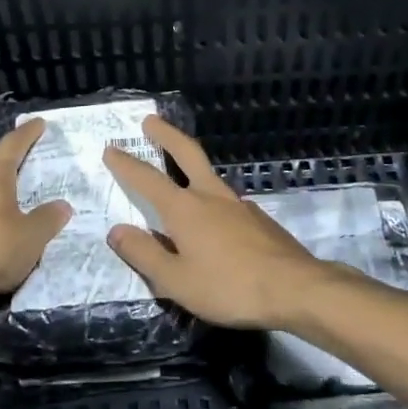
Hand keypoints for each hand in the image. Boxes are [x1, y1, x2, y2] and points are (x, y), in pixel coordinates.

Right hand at [104, 116, 331, 330]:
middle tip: (150, 120)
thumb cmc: (229, 286)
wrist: (296, 288)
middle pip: (187, 154)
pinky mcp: (259, 219)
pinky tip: (214, 221)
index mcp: (185, 209)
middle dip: (166, 135)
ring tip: (181, 174)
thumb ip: (144, 254)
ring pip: (209, 176)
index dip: (127, 164)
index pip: (148, 179)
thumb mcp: (176, 281)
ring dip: (191, 165)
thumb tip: (117, 230)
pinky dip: (212, 200)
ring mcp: (238, 204)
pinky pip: (227, 202)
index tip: (111, 148)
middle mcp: (210, 197)